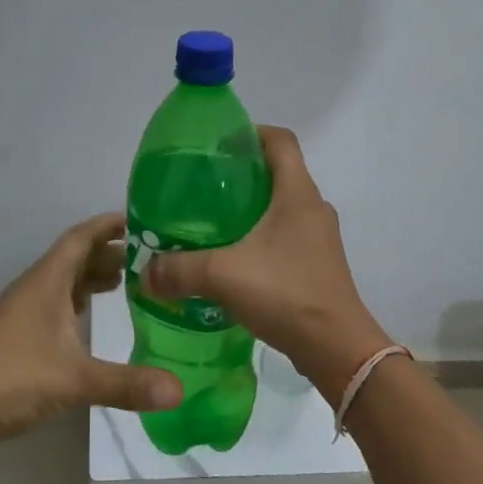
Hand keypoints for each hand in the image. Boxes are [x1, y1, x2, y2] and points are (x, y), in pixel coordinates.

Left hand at [0, 212, 182, 452]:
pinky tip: (91, 315)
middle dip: (109, 252)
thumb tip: (179, 390)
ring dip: (93, 276)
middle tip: (149, 258)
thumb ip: (128, 384)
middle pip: (75, 256)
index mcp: (47, 280)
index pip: (81, 237)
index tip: (140, 220)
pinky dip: (78, 299)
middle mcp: (35, 286)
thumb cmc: (14, 379)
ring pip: (64, 280)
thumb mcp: (76, 380)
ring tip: (128, 281)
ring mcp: (24, 309)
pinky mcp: (19, 332)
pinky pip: (56, 301)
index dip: (108, 225)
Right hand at [145, 127, 390, 404]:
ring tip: (211, 223)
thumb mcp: (223, 275)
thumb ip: (179, 269)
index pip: (280, 140)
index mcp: (297, 193)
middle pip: (278, 172)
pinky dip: (260, 237)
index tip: (217, 145)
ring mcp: (319, 238)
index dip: (250, 133)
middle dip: (241, 173)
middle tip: (202, 186)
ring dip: (250, 208)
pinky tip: (233, 259)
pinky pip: (286, 236)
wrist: (337, 350)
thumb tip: (145, 271)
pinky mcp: (318, 265)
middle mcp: (313, 208)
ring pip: (281, 206)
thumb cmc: (286, 294)